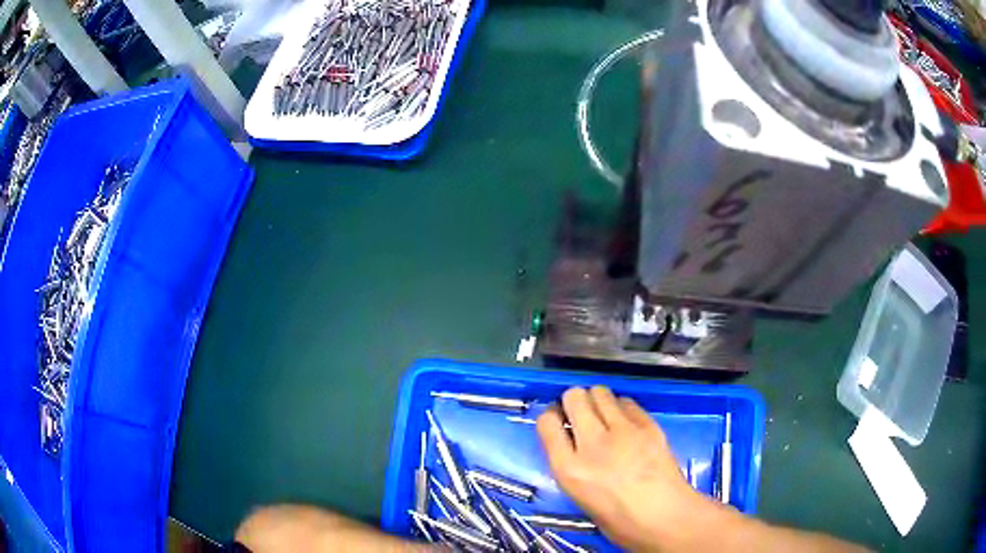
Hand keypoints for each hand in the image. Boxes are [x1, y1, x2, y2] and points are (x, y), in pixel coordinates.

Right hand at [537, 387, 716, 550]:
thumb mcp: (580, 497)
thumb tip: (573, 445)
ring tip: (604, 415)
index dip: (552, 417)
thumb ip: (572, 466)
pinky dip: (622, 408)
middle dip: (574, 401)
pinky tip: (627, 423)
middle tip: (581, 413)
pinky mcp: (648, 425)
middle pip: (574, 397)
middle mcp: (592, 444)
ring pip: (600, 392)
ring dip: (597, 400)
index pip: (547, 423)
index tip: (559, 421)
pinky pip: (627, 402)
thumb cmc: (620, 521)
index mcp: (569, 469)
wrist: (666, 519)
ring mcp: (623, 431)